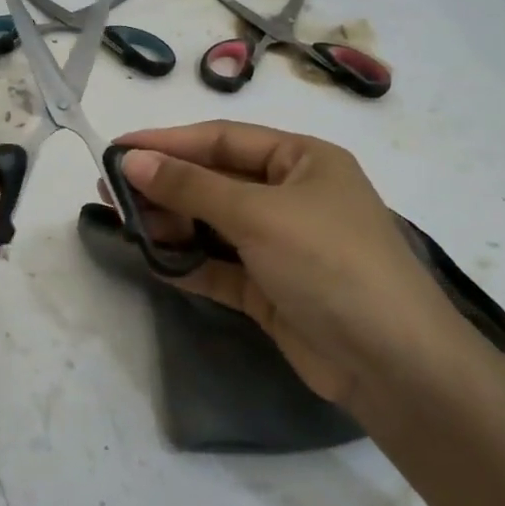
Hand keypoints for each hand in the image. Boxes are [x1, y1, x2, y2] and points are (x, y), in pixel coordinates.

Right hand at [112, 121, 466, 413]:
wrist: (394, 366)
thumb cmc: (330, 263)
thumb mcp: (258, 214)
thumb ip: (190, 187)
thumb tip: (130, 159)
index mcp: (302, 160)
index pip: (222, 140)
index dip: (168, 142)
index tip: (118, 148)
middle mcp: (291, 195)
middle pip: (214, 181)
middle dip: (165, 185)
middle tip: (110, 191)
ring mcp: (281, 244)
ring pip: (213, 224)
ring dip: (172, 224)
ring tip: (127, 226)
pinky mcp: (270, 288)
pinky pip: (219, 265)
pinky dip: (188, 262)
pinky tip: (154, 260)